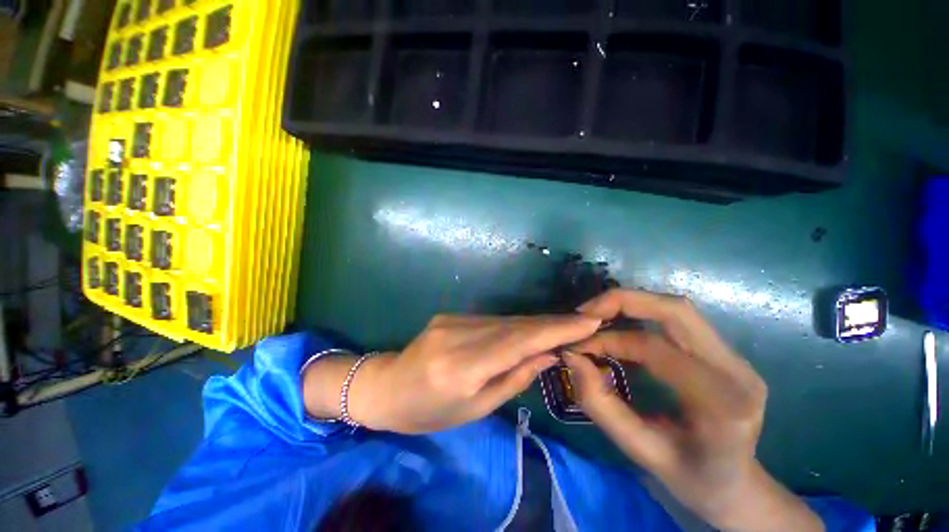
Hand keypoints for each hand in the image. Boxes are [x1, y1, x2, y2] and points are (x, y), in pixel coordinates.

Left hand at [351, 314, 600, 434]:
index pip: (518, 341)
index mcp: (461, 367)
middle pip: (515, 325)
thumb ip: (512, 379)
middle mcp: (457, 335)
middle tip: (584, 322)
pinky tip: (529, 329)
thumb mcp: (474, 409)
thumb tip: (547, 356)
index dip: (556, 330)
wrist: (385, 386)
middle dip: (551, 323)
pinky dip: (514, 325)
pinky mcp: (450, 315)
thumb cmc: (428, 412)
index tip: (588, 322)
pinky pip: (491, 320)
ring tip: (564, 326)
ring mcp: (452, 320)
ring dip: (535, 323)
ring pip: (505, 320)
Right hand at [566, 289, 821, 530]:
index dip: (607, 340)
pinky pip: (678, 320)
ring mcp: (735, 358)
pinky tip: (620, 328)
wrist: (737, 486)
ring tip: (597, 318)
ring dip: (631, 305)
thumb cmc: (691, 477)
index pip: (654, 348)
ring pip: (676, 309)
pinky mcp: (724, 353)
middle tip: (584, 313)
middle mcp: (736, 370)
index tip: (576, 347)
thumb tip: (571, 357)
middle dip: (622, 301)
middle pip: (675, 310)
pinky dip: (642, 315)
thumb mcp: (639, 450)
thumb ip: (601, 404)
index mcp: (721, 403)